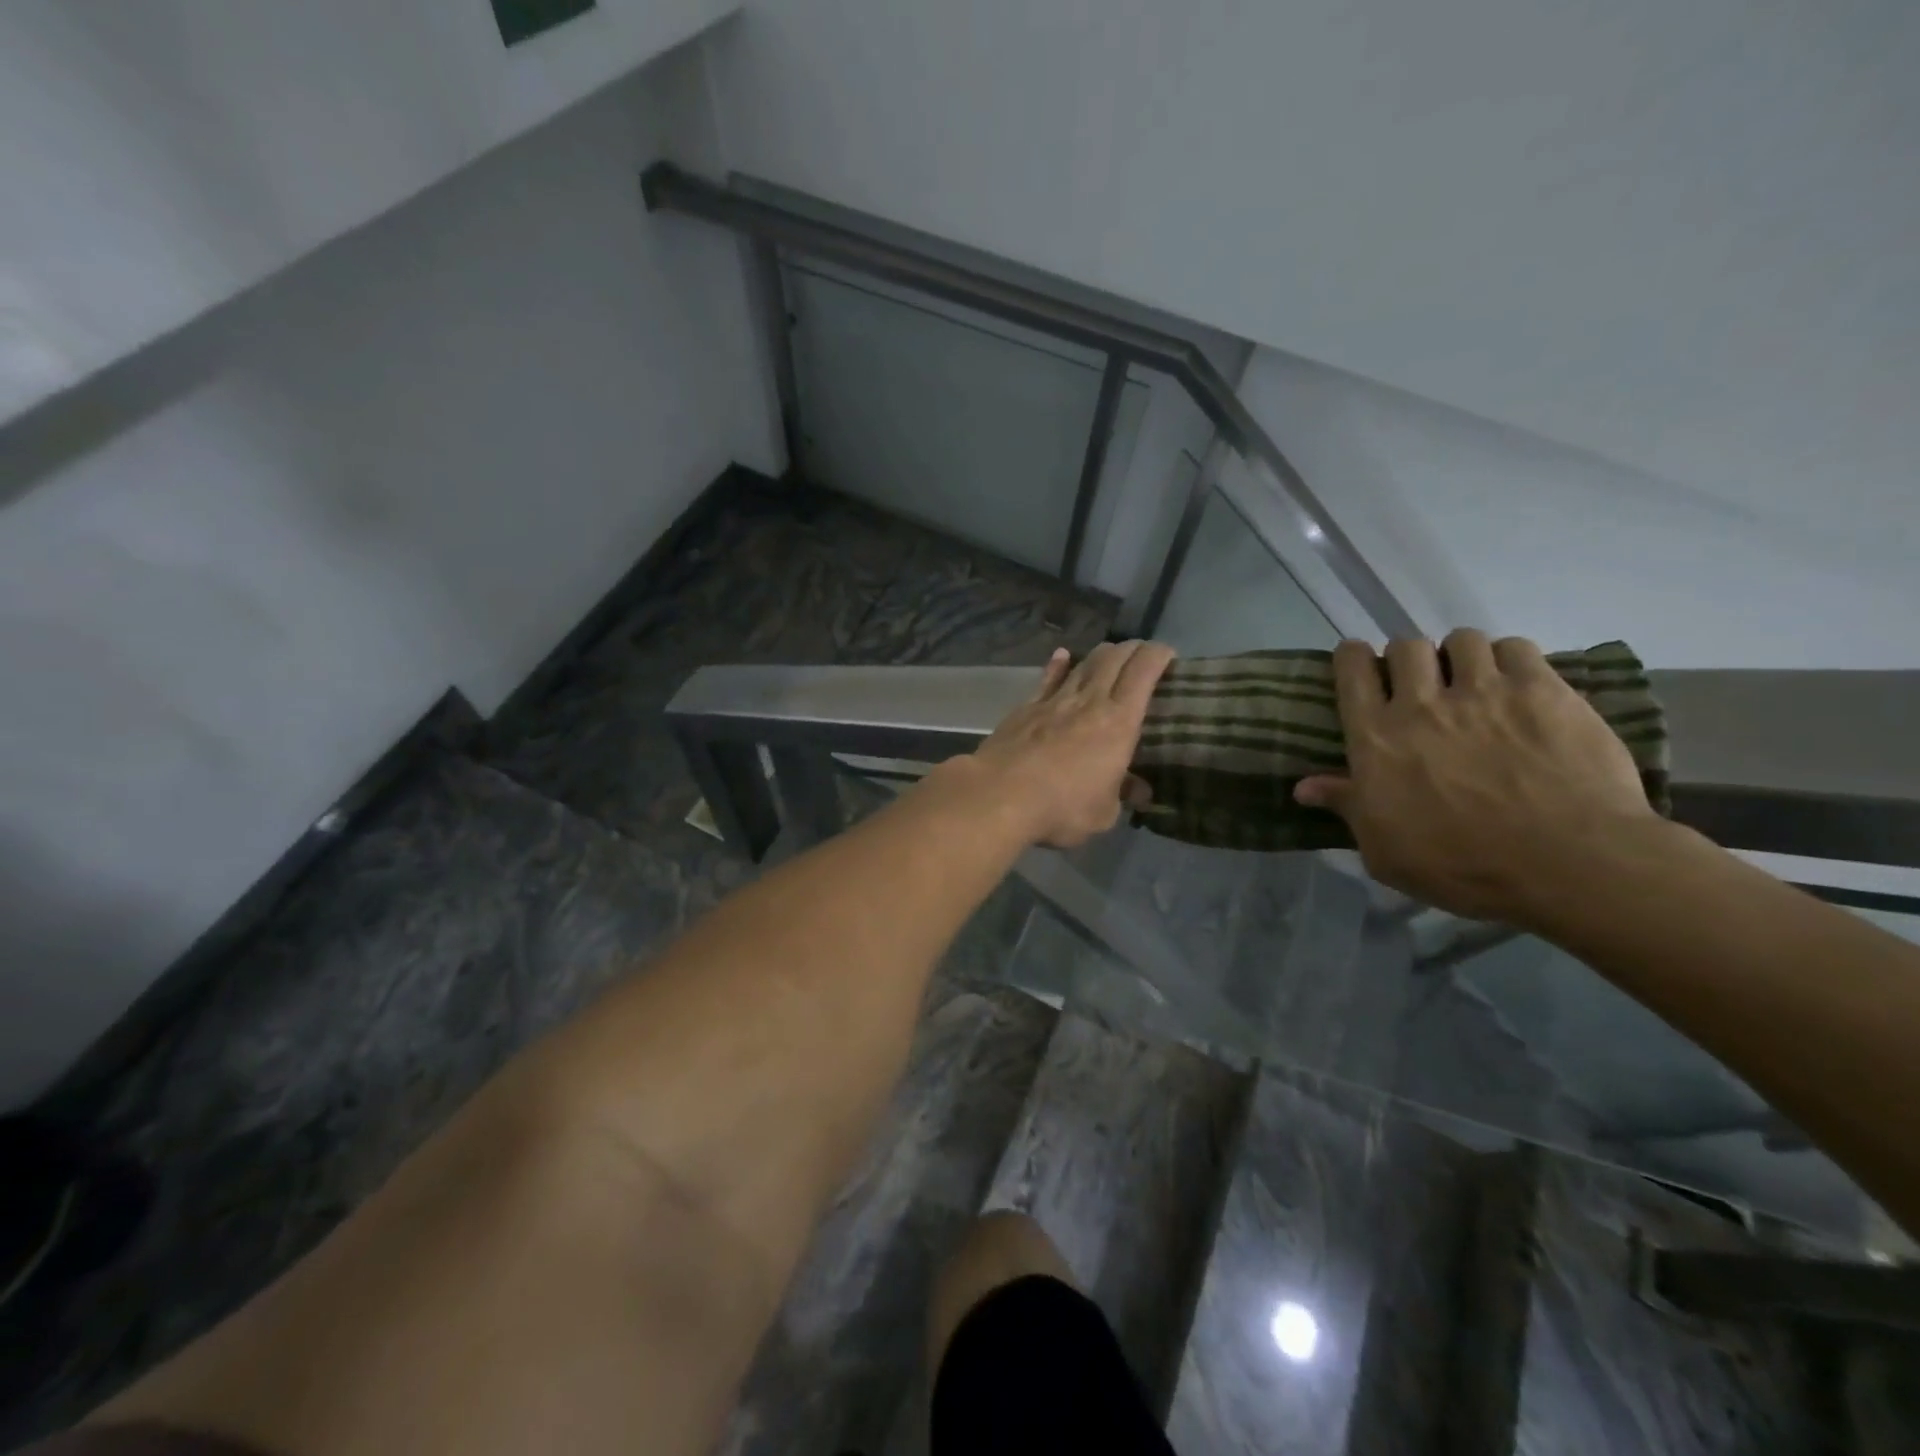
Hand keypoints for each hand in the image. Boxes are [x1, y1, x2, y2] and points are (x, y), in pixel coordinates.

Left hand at [970, 640, 1175, 847]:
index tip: (1168, 654)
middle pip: (1114, 660)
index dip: (1158, 656)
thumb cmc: (1062, 808)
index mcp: (1119, 723)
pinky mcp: (1025, 708)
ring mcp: (1054, 701)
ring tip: (1111, 653)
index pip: (1143, 673)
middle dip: (1132, 649)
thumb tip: (1138, 791)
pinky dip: (1058, 665)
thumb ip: (1121, 796)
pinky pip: (1047, 679)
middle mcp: (1089, 702)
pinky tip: (1062, 655)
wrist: (1000, 796)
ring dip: (1101, 655)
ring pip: (1083, 665)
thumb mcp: (1103, 814)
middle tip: (1143, 652)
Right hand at [1295, 631, 1662, 923]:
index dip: (1352, 659)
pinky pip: (1516, 647)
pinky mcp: (1543, 690)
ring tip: (1473, 681)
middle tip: (1421, 684)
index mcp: (1376, 739)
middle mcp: (1422, 703)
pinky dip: (1510, 660)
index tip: (1359, 666)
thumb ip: (1347, 807)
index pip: (1352, 672)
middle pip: (1404, 647)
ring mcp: (1484, 691)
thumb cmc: (1461, 865)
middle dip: (1407, 659)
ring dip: (1460, 656)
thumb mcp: (1384, 850)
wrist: (1568, 863)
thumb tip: (1304, 787)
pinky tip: (1517, 685)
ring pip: (1461, 640)